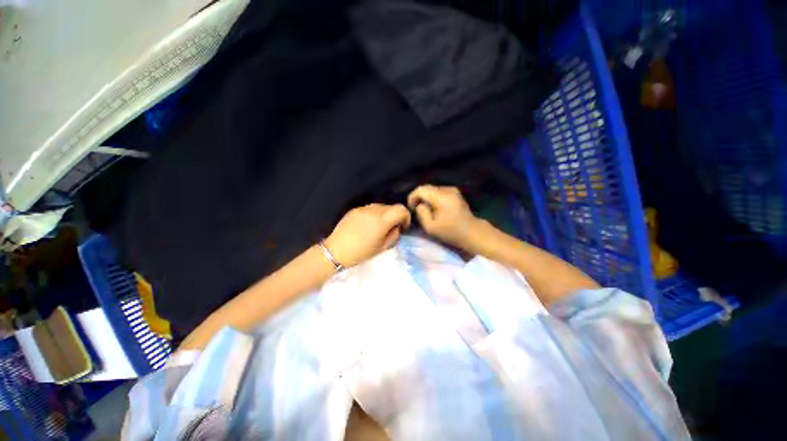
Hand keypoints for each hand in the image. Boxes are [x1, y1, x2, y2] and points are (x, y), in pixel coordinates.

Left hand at [324, 204, 410, 266]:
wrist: (336, 251)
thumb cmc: (361, 253)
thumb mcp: (382, 248)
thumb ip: (394, 235)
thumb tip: (397, 227)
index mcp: (382, 220)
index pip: (401, 209)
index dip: (406, 217)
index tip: (402, 227)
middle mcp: (374, 210)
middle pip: (391, 206)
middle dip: (395, 216)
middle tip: (390, 229)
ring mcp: (363, 208)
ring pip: (381, 206)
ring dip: (385, 215)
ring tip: (378, 227)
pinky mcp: (355, 209)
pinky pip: (370, 209)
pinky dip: (374, 214)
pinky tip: (367, 226)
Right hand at [407, 185, 478, 248]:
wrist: (472, 232)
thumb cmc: (451, 231)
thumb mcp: (431, 227)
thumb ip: (422, 214)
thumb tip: (420, 205)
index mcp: (441, 197)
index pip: (421, 189)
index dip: (413, 197)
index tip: (411, 207)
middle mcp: (447, 190)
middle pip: (427, 188)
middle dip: (419, 197)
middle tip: (416, 209)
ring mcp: (453, 190)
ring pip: (433, 189)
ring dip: (426, 198)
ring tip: (425, 210)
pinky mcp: (455, 193)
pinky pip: (439, 192)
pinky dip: (433, 198)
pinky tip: (434, 208)